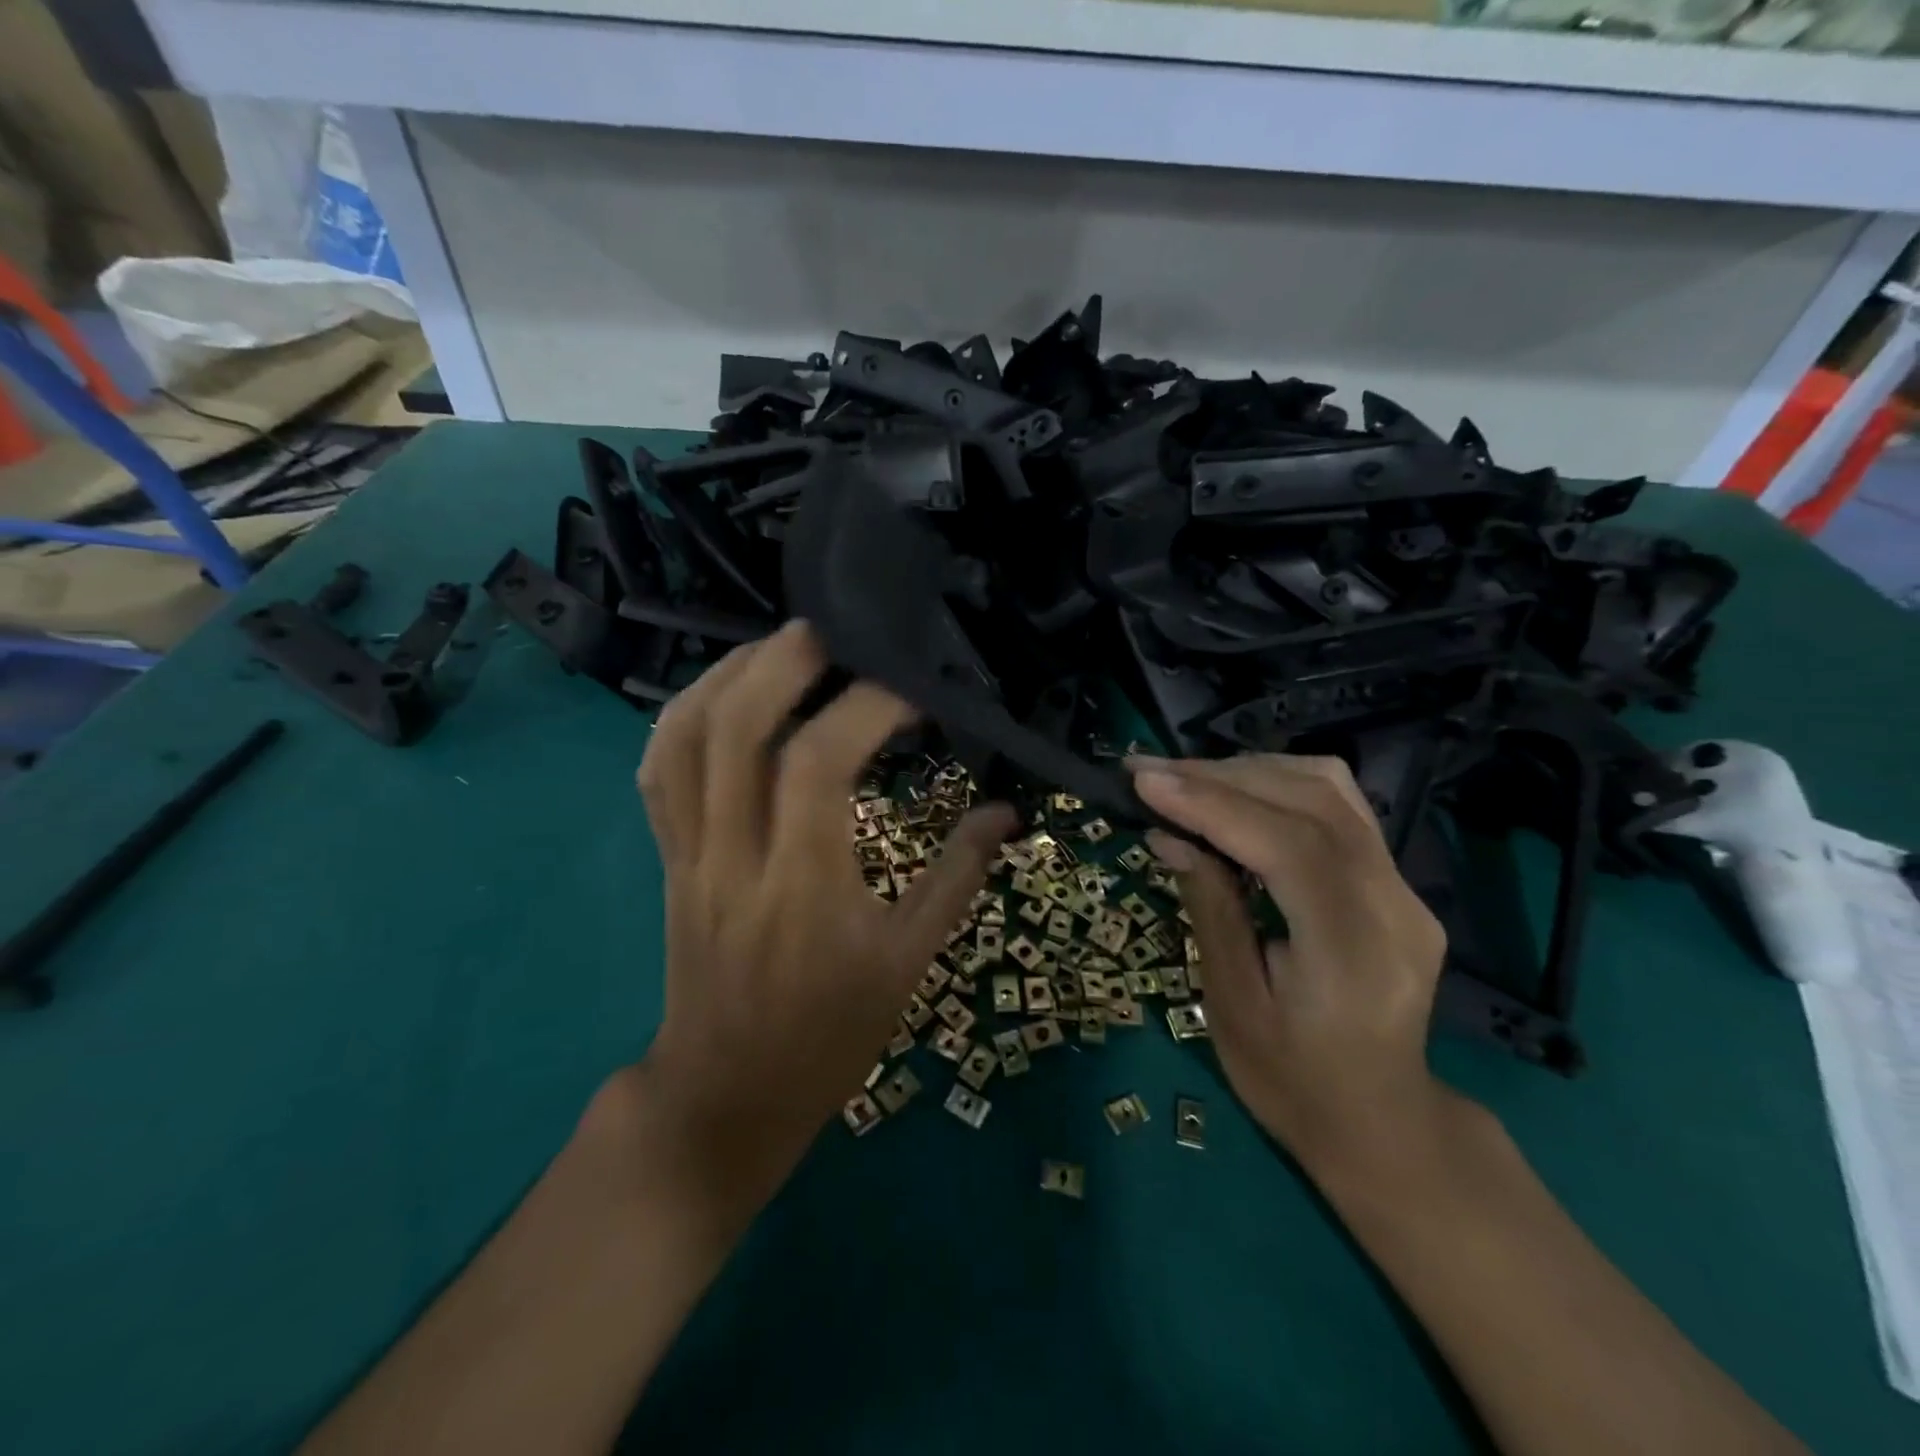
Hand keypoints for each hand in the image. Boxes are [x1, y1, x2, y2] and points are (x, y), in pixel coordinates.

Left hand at [626, 621, 1013, 1216]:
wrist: (727, 1092)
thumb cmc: (830, 1033)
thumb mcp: (909, 963)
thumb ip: (957, 878)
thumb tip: (1006, 811)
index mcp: (804, 888)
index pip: (819, 765)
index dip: (865, 708)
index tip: (911, 692)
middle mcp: (735, 858)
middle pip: (734, 731)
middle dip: (779, 663)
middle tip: (829, 631)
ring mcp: (689, 855)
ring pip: (682, 741)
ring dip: (726, 676)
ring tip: (777, 646)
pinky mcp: (668, 858)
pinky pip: (657, 772)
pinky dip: (682, 717)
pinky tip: (722, 692)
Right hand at [1131, 754, 1452, 1172]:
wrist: (1380, 1121)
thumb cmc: (1292, 1080)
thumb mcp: (1232, 1007)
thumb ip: (1209, 910)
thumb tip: (1169, 835)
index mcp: (1354, 952)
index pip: (1289, 846)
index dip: (1212, 804)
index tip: (1144, 781)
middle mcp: (1394, 905)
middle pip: (1311, 803)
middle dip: (1219, 776)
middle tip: (1146, 771)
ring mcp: (1404, 887)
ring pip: (1329, 790)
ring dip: (1247, 772)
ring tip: (1181, 779)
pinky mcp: (1396, 880)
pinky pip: (1337, 806)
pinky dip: (1277, 785)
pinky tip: (1231, 793)